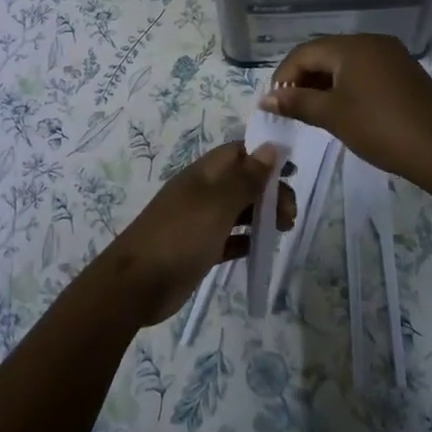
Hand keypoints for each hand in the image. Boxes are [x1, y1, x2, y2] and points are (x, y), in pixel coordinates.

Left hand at [98, 143, 295, 326]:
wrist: (137, 283)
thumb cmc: (180, 235)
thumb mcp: (217, 204)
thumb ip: (245, 178)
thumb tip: (269, 148)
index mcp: (203, 174)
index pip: (238, 152)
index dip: (265, 156)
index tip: (293, 171)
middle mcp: (202, 193)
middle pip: (242, 181)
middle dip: (269, 191)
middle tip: (290, 214)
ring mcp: (199, 221)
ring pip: (238, 210)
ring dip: (262, 214)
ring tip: (285, 229)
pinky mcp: (199, 249)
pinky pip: (229, 238)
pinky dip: (246, 239)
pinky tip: (261, 248)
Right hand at [260, 35, 431, 183]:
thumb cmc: (379, 128)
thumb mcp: (332, 115)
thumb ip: (296, 102)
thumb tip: (267, 98)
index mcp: (350, 46)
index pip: (304, 53)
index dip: (283, 76)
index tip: (274, 104)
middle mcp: (370, 42)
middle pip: (324, 54)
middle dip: (303, 79)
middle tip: (290, 108)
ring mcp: (391, 55)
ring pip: (345, 63)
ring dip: (324, 83)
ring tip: (314, 111)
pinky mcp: (404, 72)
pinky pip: (365, 71)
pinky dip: (347, 86)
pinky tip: (344, 109)